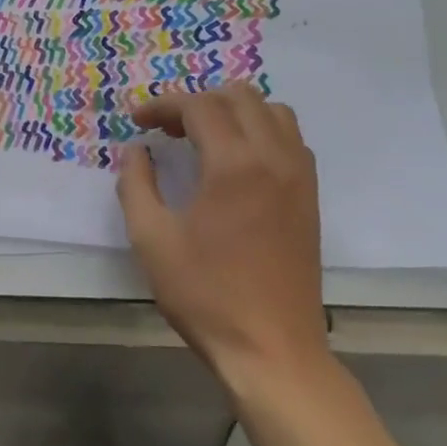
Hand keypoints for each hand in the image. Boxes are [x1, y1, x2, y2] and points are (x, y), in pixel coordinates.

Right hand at [116, 84, 329, 386]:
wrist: (272, 349)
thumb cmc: (205, 295)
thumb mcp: (151, 239)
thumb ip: (136, 184)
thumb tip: (136, 151)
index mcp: (234, 165)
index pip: (199, 106)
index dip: (162, 106)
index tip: (136, 121)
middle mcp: (274, 158)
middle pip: (240, 96)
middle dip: (197, 101)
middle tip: (167, 129)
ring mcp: (300, 177)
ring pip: (273, 112)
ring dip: (234, 111)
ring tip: (203, 137)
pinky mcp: (310, 198)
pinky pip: (290, 140)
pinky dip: (261, 132)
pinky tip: (236, 162)